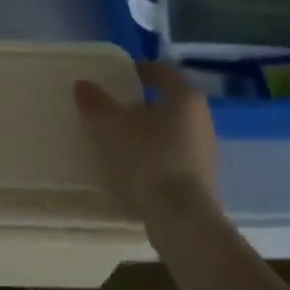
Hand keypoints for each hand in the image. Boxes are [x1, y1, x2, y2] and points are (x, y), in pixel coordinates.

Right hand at [74, 61, 221, 219]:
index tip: (121, 75)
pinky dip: (157, 158)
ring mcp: (207, 152)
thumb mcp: (111, 126)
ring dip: (150, 134)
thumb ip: (95, 102)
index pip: (163, 72)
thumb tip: (83, 85)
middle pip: (170, 103)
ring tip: (122, 142)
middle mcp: (202, 119)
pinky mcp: (204, 182)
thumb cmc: (148, 158)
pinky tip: (137, 171)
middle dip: (143, 105)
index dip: (141, 70)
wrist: (182, 219)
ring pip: (174, 132)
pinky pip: (176, 159)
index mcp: (185, 97)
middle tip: (116, 110)